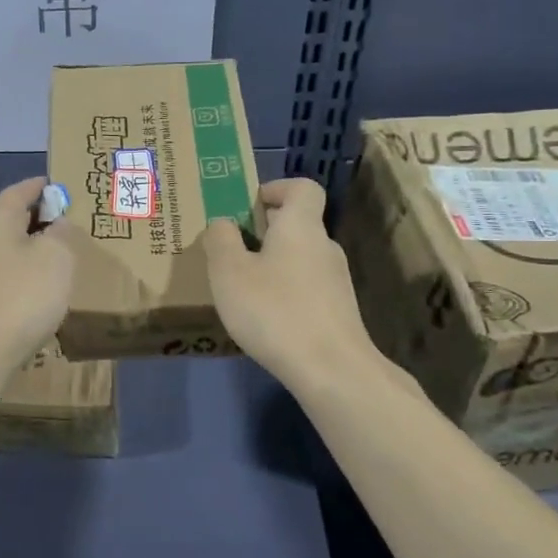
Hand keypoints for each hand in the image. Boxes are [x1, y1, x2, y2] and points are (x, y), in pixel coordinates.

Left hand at [0, 177, 80, 386]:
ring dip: (29, 250)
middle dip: (34, 218)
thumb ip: (60, 235)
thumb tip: (57, 222)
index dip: (35, 186)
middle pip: (9, 222)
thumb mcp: (55, 258)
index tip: (52, 183)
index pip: (16, 193)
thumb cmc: (21, 296)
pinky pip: (4, 278)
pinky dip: (23, 276)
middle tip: (62, 220)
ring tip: (56, 256)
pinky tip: (39, 292)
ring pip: (6, 251)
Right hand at [204, 178, 384, 392]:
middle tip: (230, 251)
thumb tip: (223, 224)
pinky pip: (306, 288)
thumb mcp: (229, 272)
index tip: (249, 205)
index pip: (302, 188)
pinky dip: (284, 292)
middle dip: (264, 231)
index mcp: (300, 227)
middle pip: (297, 225)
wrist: (331, 370)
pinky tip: (265, 319)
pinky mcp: (337, 312)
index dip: (276, 188)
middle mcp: (324, 247)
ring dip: (272, 264)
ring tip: (241, 289)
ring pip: (299, 259)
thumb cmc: (274, 310)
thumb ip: (220, 240)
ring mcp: (336, 281)